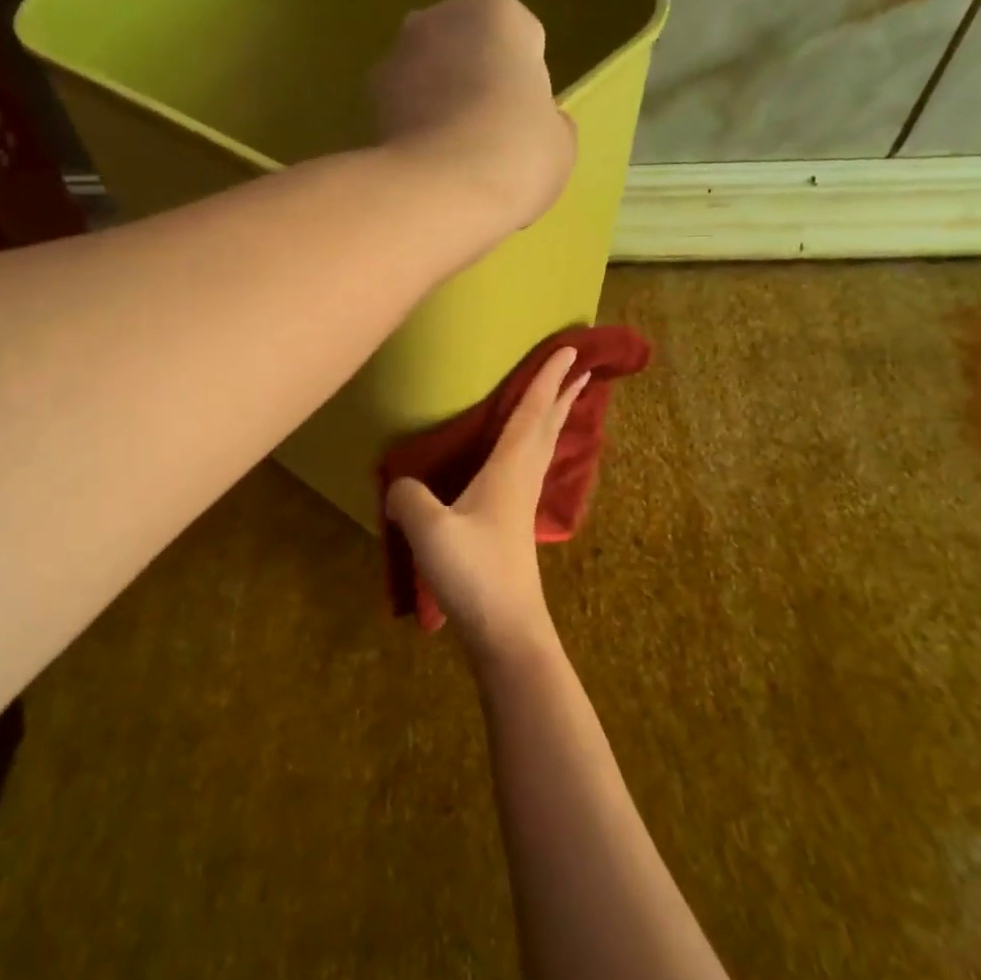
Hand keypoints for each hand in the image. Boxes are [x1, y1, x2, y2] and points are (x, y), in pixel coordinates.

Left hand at [370, 0, 576, 231]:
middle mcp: (433, 19)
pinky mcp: (363, 109)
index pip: (518, 39)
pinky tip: (427, 176)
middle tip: (489, 140)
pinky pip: (400, 120)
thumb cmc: (516, 152)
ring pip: (424, 84)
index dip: (523, 82)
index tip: (523, 121)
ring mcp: (391, 63)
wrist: (441, 194)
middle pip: (462, 53)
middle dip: (471, 86)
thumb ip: (546, 122)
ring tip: (455, 165)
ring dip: (435, 111)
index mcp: (492, 9)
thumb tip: (536, 127)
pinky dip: (411, 140)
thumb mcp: (560, 141)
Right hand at [385, 347, 589, 658]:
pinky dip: (535, 450)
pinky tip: (521, 462)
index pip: (530, 414)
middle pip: (547, 428)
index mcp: (508, 472)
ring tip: (564, 402)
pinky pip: (529, 471)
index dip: (546, 380)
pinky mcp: (514, 528)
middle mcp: (521, 482)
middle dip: (562, 396)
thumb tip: (399, 486)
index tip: (569, 350)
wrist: (506, 629)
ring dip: (554, 420)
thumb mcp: (429, 530)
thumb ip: (409, 497)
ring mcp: (520, 507)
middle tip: (581, 368)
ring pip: (542, 450)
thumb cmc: (474, 573)